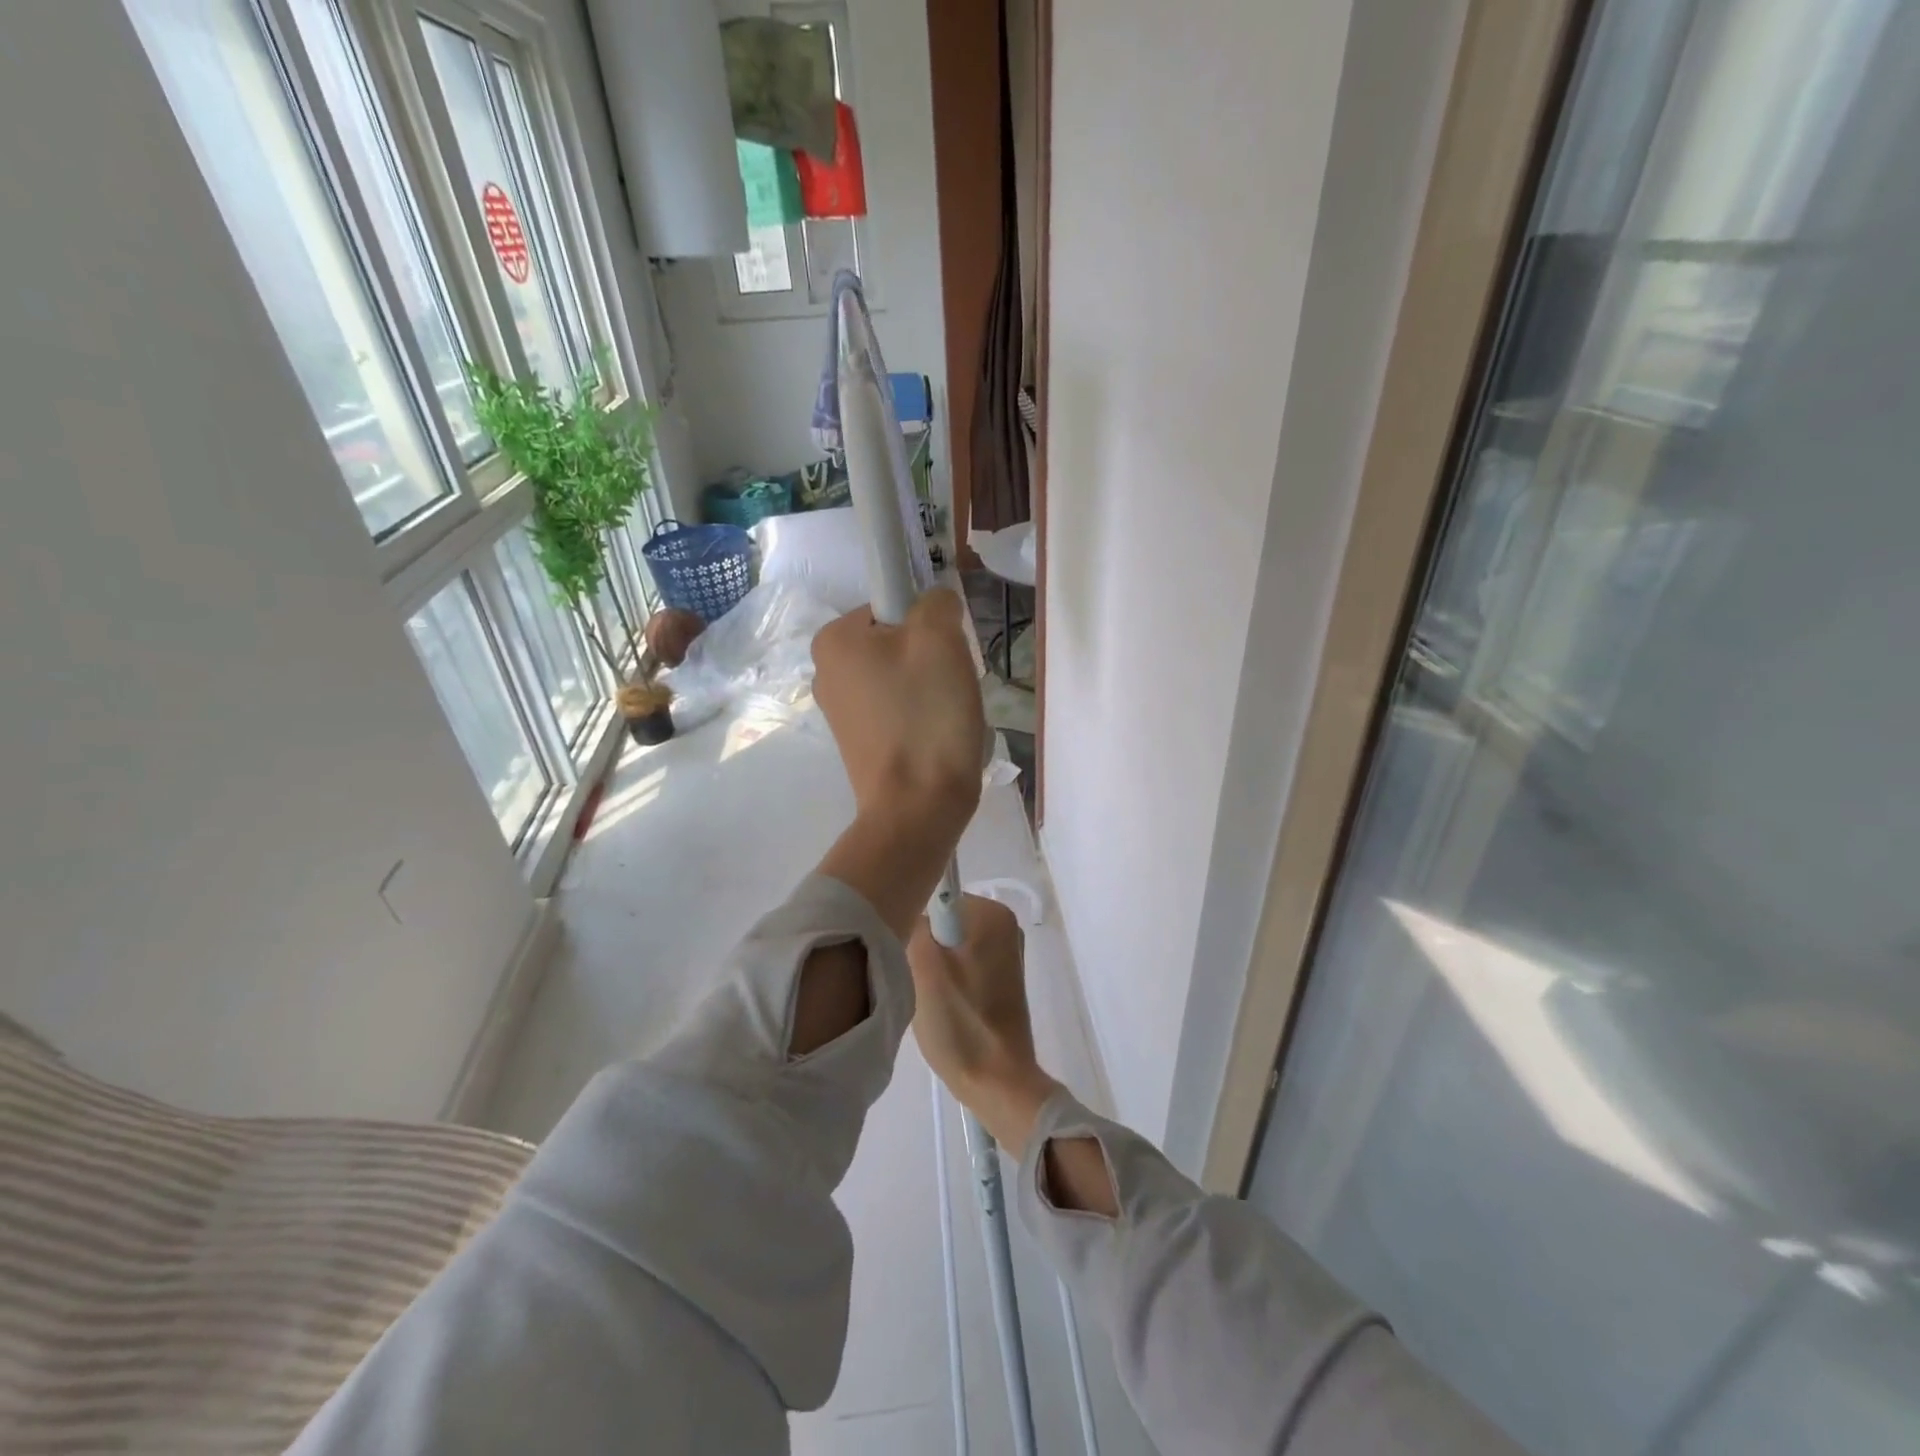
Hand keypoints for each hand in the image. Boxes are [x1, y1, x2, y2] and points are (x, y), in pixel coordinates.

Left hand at [812, 590, 985, 831]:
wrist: (918, 807)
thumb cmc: (925, 715)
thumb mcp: (939, 638)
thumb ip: (936, 601)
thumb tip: (935, 605)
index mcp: (833, 640)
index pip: (893, 604)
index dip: (928, 623)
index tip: (944, 655)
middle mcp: (826, 671)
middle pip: (898, 641)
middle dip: (932, 658)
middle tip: (950, 686)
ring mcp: (840, 711)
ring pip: (903, 676)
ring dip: (932, 688)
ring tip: (945, 717)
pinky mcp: (860, 742)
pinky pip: (900, 709)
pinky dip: (923, 716)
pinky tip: (936, 737)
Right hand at [908, 895, 1058, 1157]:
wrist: (997, 1082)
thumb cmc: (960, 1022)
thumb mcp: (922, 967)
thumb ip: (913, 925)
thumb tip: (907, 910)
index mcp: (992, 914)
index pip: (933, 900)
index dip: (915, 930)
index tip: (909, 960)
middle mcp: (1004, 924)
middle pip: (941, 923)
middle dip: (924, 949)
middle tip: (918, 983)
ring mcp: (1006, 952)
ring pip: (947, 946)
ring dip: (932, 968)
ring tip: (930, 999)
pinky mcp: (1001, 977)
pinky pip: (960, 964)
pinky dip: (946, 981)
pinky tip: (943, 1008)